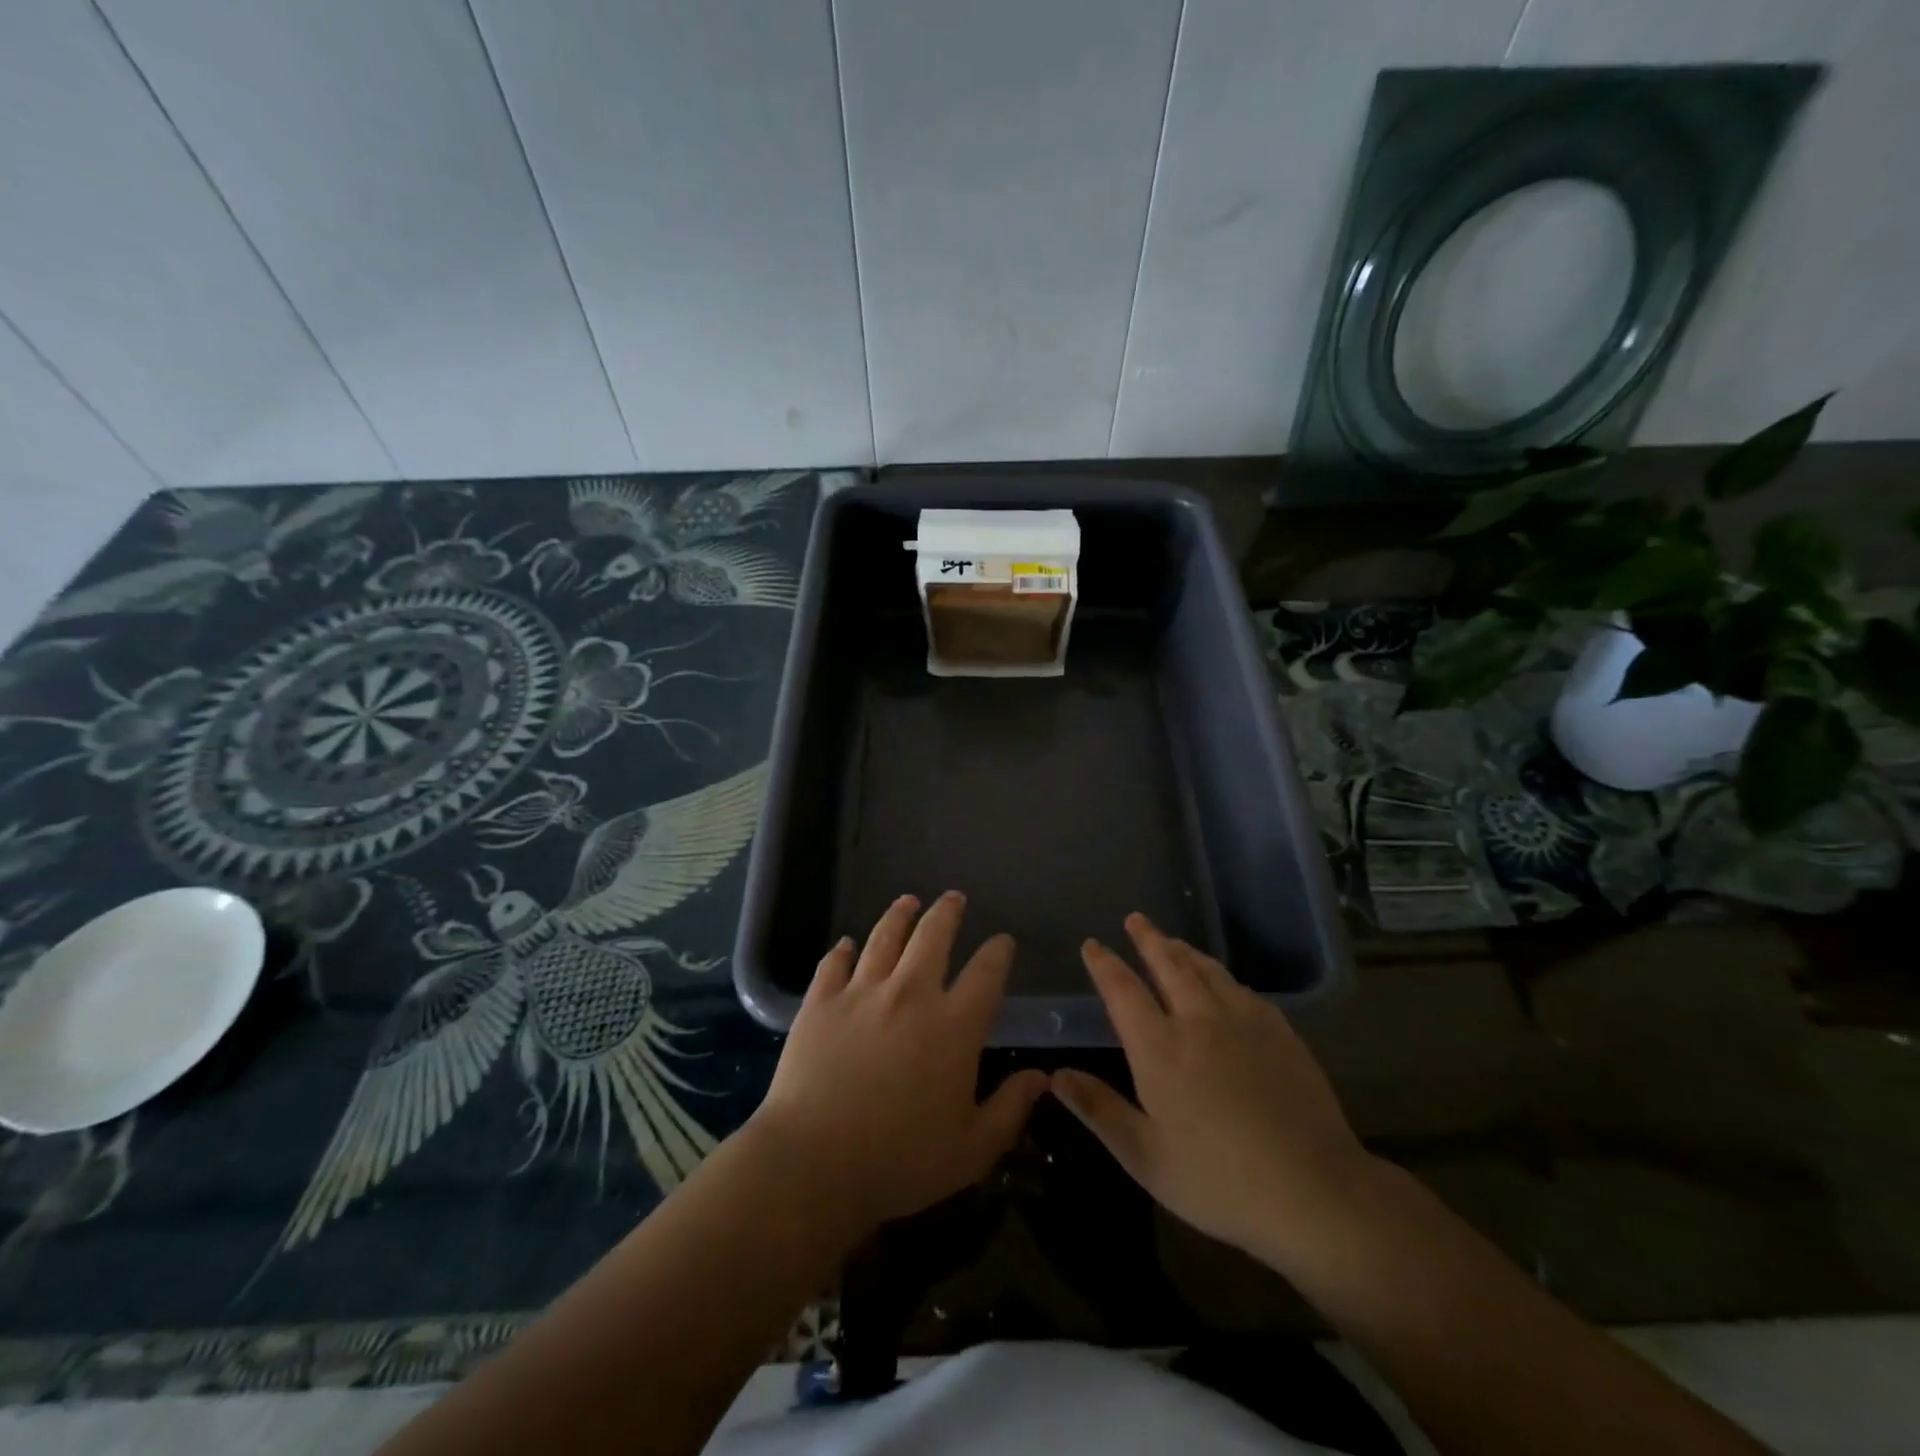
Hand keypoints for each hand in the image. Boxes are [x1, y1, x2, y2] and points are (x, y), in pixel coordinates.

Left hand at [751, 892, 1046, 1232]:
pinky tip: (846, 943)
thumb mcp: (972, 1149)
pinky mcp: (820, 1002)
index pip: (986, 972)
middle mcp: (910, 994)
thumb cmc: (900, 1161)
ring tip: (908, 901)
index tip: (1003, 941)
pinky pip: (834, 963)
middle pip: (933, 935)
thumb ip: (1011, 1108)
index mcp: (954, 1025)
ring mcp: (861, 992)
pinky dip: (842, 950)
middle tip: (953, 898)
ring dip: (899, 914)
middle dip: (947, 912)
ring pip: (884, 937)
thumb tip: (1041, 1077)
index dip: (998, 951)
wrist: (813, 1164)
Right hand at [1051, 914, 1373, 1266]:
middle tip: (1136, 919)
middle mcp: (1198, 1021)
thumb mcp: (1145, 1156)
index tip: (1092, 945)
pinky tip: (1223, 982)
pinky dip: (1220, 975)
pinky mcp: (1279, 1032)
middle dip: (1148, 939)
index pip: (1123, 990)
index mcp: (1160, 1048)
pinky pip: (1241, 989)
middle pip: (1168, 964)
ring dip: (1184, 950)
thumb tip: (1056, 1074)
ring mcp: (1243, 1022)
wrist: (1315, 1191)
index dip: (1104, 964)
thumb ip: (1099, 1109)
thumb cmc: (1219, 1181)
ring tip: (1172, 940)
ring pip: (1207, 970)